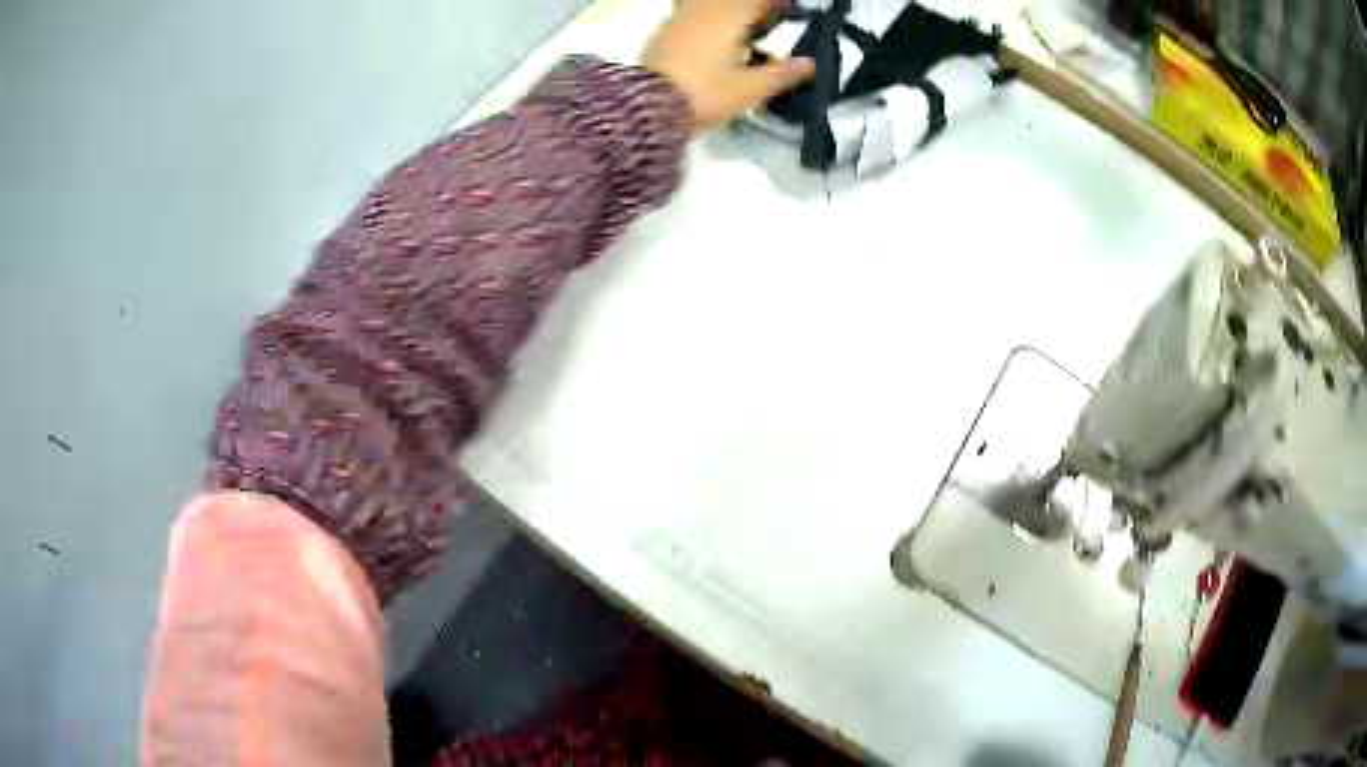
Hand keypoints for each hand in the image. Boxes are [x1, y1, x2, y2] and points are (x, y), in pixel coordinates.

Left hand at [645, 0, 815, 132]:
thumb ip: (783, 74)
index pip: (760, 2)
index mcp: (729, 17)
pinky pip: (691, 16)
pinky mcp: (662, 34)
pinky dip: (709, 22)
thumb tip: (810, 65)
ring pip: (711, 6)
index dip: (778, 6)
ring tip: (743, 35)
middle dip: (754, 10)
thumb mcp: (751, 89)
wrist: (646, 107)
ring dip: (730, 14)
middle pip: (735, 2)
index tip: (790, 13)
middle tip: (767, 25)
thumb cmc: (701, 95)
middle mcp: (703, 11)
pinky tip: (713, 44)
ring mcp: (679, 19)